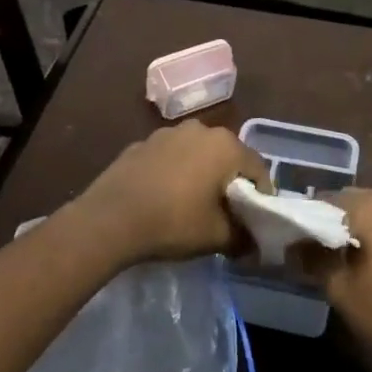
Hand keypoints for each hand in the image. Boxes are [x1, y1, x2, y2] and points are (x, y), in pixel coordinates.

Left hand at [67, 121, 268, 264]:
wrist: (110, 219)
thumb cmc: (173, 222)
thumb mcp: (217, 237)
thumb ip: (243, 237)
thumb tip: (254, 242)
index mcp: (226, 146)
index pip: (258, 168)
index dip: (262, 196)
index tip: (256, 220)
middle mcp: (201, 129)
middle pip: (228, 157)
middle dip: (231, 182)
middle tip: (227, 213)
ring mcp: (168, 133)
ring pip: (197, 154)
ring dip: (201, 174)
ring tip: (193, 205)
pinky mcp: (142, 143)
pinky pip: (170, 157)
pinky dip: (174, 173)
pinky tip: (163, 198)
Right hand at [305, 189, 371, 371]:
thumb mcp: (340, 287)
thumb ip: (313, 259)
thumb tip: (292, 245)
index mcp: (371, 205)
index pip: (325, 200)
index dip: (307, 218)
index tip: (292, 239)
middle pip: (348, 202)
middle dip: (328, 221)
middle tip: (309, 249)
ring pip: (367, 213)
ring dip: (349, 228)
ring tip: (331, 257)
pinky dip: (368, 235)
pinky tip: (358, 261)